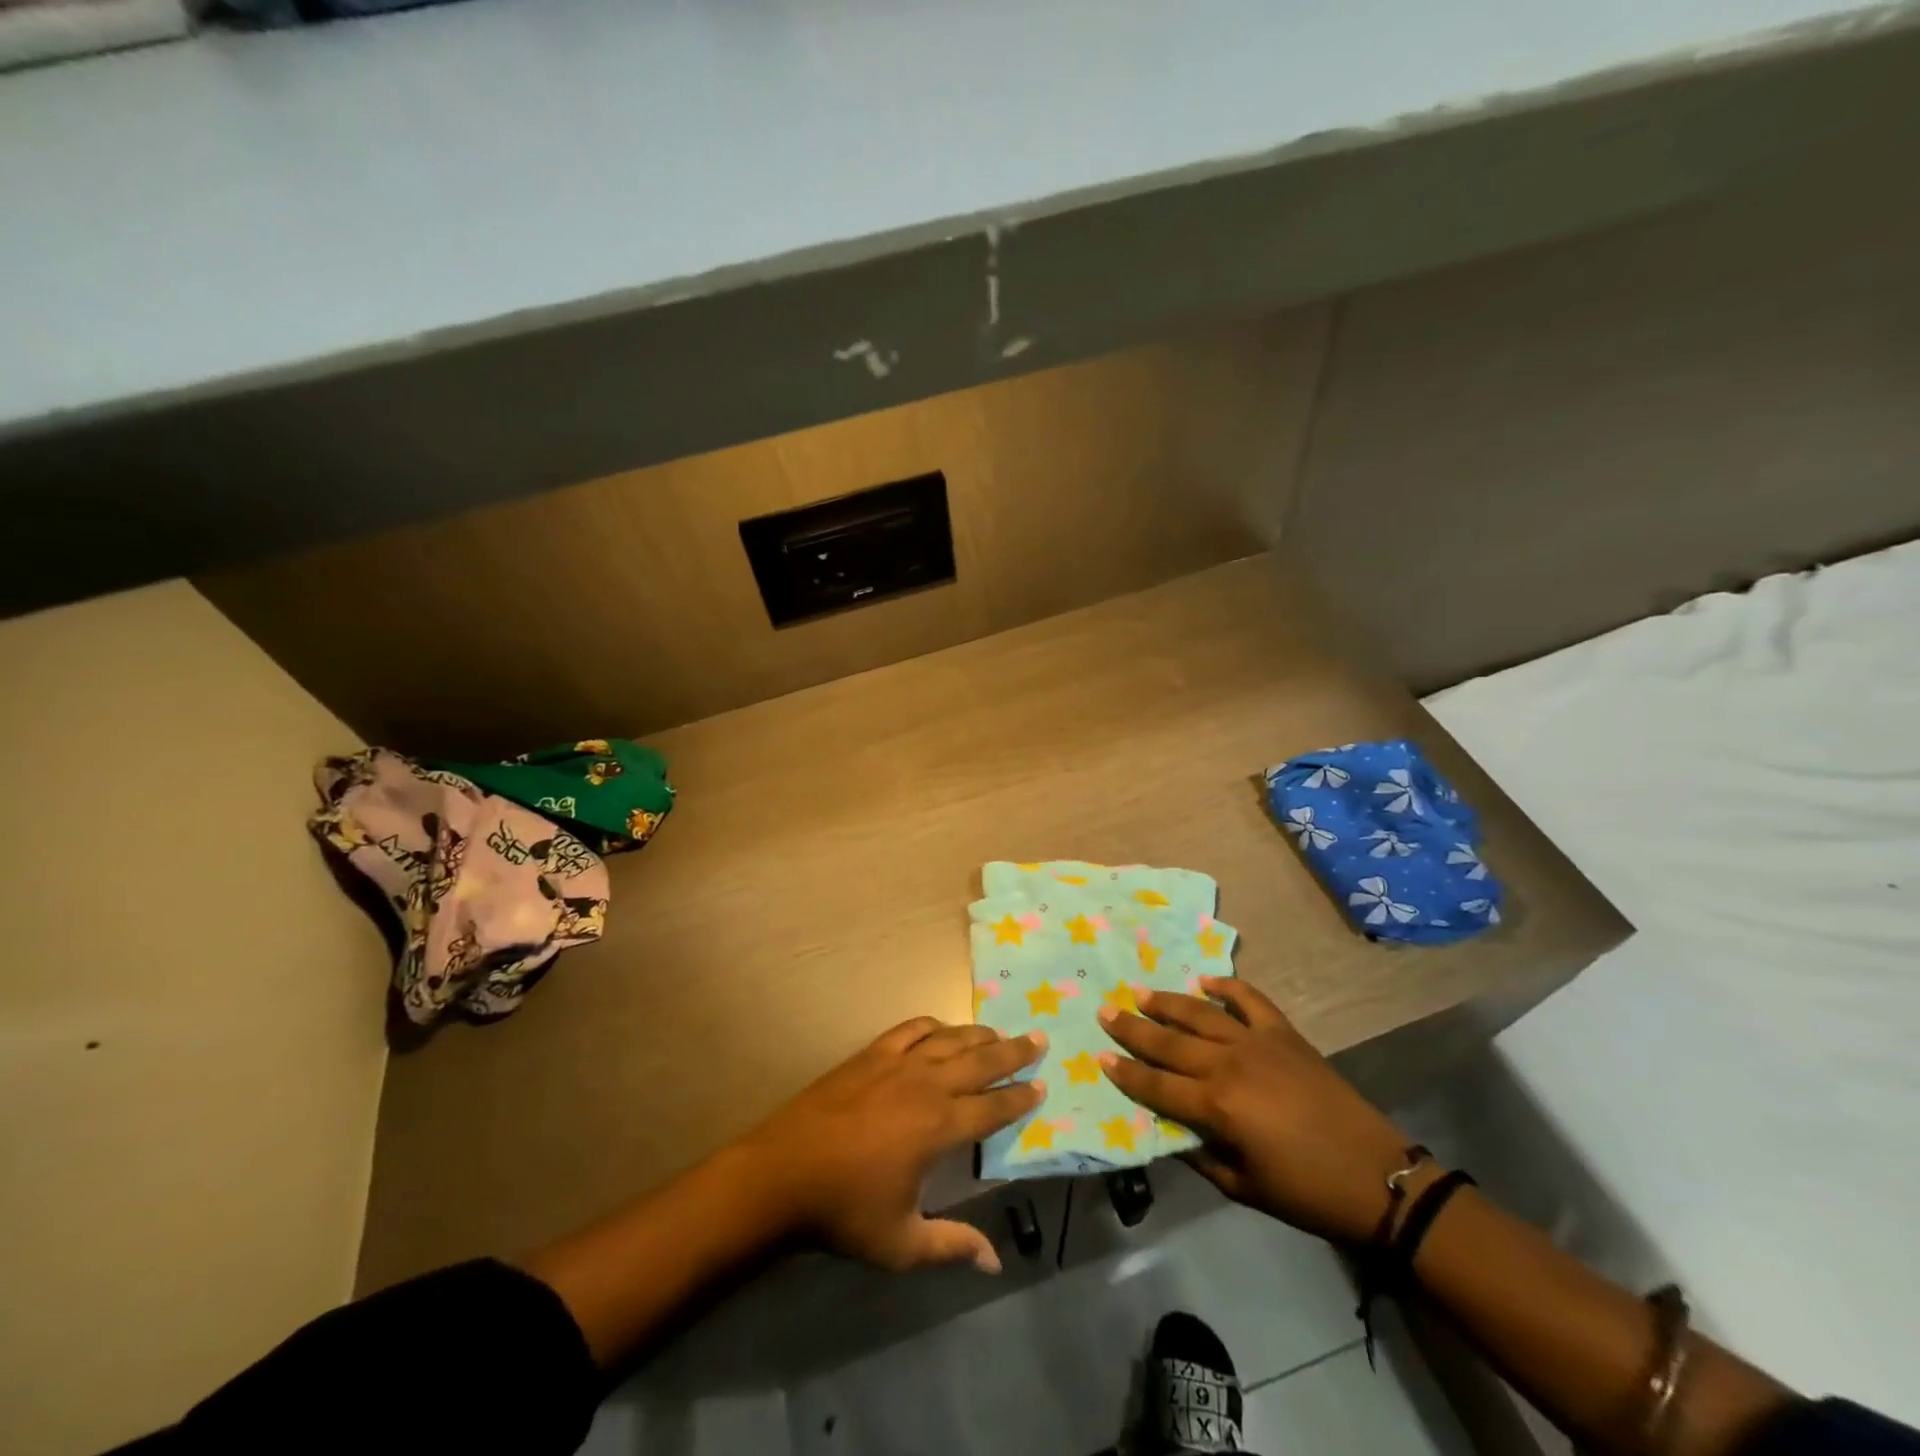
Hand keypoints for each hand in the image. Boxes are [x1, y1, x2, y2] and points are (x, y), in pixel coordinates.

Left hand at [740, 1017, 1044, 1273]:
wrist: (782, 1173)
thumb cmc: (844, 1211)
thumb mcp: (901, 1243)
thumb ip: (951, 1246)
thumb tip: (995, 1261)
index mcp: (939, 1127)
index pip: (992, 1108)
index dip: (1020, 1098)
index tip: (1042, 1086)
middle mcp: (926, 1085)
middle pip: (980, 1061)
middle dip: (1013, 1052)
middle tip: (1038, 1039)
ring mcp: (896, 1062)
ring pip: (950, 1039)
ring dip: (979, 1035)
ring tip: (1000, 1034)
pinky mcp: (870, 1053)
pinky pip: (912, 1029)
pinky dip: (934, 1025)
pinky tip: (942, 1028)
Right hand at [1098, 977, 1420, 1243]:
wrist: (1378, 1177)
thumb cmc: (1307, 1193)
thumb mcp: (1244, 1188)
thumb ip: (1200, 1156)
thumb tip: (1169, 1132)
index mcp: (1217, 1106)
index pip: (1157, 1085)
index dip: (1126, 1073)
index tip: (1100, 1057)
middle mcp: (1229, 1064)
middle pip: (1170, 1042)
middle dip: (1134, 1028)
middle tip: (1106, 1011)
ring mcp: (1258, 1042)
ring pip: (1200, 1014)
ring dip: (1167, 1002)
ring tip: (1140, 991)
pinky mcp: (1285, 1033)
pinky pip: (1249, 1000)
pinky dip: (1227, 986)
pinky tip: (1206, 980)